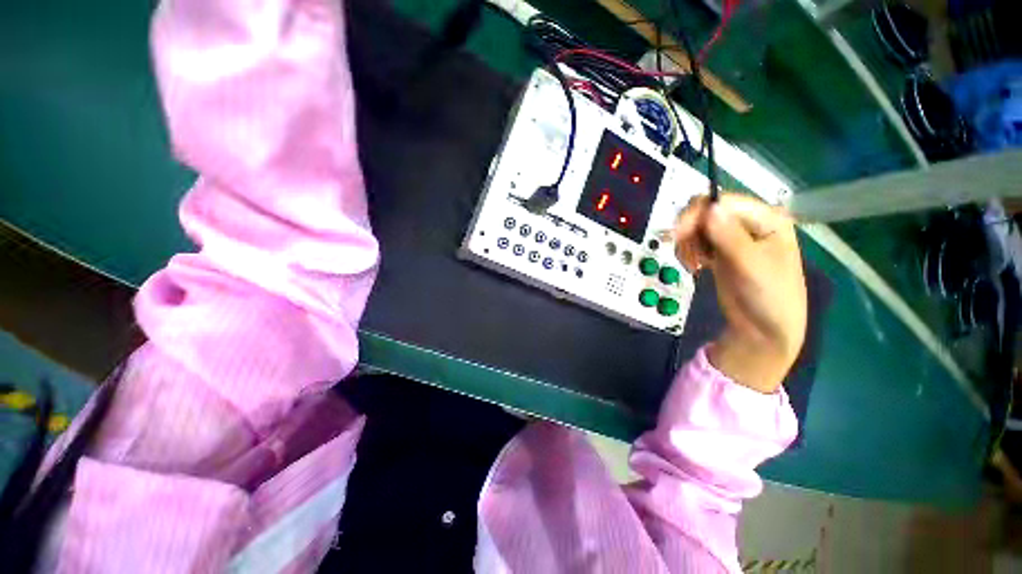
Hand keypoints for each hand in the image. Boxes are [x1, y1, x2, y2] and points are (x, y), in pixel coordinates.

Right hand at [672, 193, 806, 393]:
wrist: (763, 329)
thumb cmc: (768, 296)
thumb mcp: (750, 265)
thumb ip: (730, 236)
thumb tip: (709, 207)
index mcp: (767, 218)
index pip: (724, 202)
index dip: (698, 214)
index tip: (678, 235)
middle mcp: (750, 223)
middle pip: (708, 211)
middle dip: (690, 229)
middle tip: (683, 252)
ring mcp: (734, 237)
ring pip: (698, 226)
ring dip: (688, 243)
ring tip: (692, 264)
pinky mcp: (721, 251)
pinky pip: (698, 241)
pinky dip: (689, 251)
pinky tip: (694, 265)